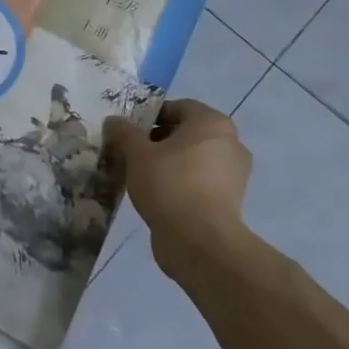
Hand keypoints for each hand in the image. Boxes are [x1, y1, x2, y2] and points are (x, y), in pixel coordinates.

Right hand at [103, 100, 253, 280]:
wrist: (199, 241)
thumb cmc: (169, 184)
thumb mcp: (136, 153)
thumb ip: (123, 132)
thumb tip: (114, 122)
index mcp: (212, 123)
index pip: (177, 107)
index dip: (149, 117)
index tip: (129, 134)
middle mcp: (230, 142)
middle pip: (186, 133)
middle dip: (158, 141)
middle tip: (132, 154)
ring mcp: (234, 173)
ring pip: (193, 158)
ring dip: (169, 163)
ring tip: (141, 177)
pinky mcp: (231, 200)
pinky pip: (200, 181)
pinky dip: (181, 183)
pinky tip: (158, 196)